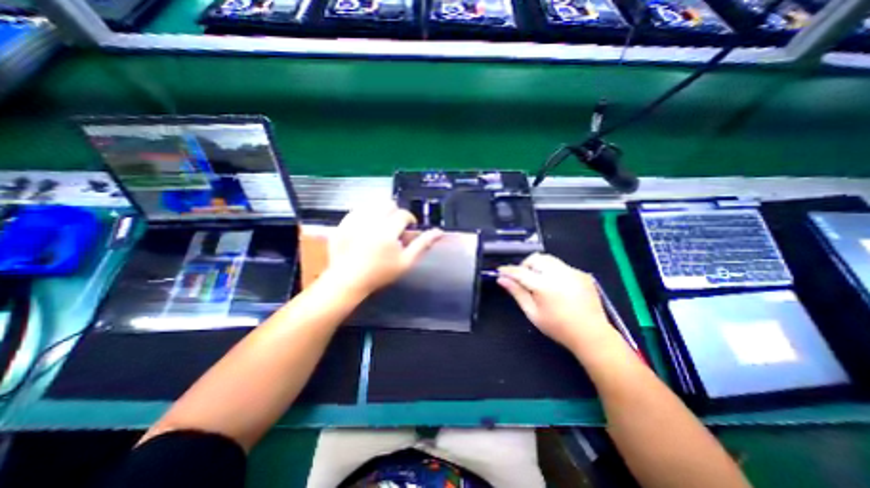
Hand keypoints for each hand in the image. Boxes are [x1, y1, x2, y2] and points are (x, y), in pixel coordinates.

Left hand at [324, 199, 442, 296]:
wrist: (348, 280)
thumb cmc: (380, 273)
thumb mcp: (406, 262)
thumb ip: (422, 244)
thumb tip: (439, 232)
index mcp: (387, 231)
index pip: (403, 214)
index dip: (409, 220)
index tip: (408, 229)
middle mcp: (370, 222)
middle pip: (388, 204)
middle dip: (395, 213)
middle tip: (394, 228)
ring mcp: (353, 221)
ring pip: (372, 204)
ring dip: (380, 212)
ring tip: (380, 226)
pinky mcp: (342, 223)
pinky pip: (357, 209)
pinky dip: (365, 214)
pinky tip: (366, 227)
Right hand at [496, 256, 617, 353]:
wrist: (592, 334)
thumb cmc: (558, 327)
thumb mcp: (532, 313)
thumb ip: (517, 293)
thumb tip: (502, 279)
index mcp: (544, 286)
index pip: (520, 271)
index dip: (508, 270)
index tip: (500, 270)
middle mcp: (559, 274)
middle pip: (535, 258)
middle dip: (525, 265)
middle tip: (523, 278)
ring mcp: (573, 272)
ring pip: (548, 259)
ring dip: (539, 266)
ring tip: (538, 280)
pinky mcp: (582, 274)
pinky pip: (561, 265)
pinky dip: (553, 270)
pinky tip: (556, 285)